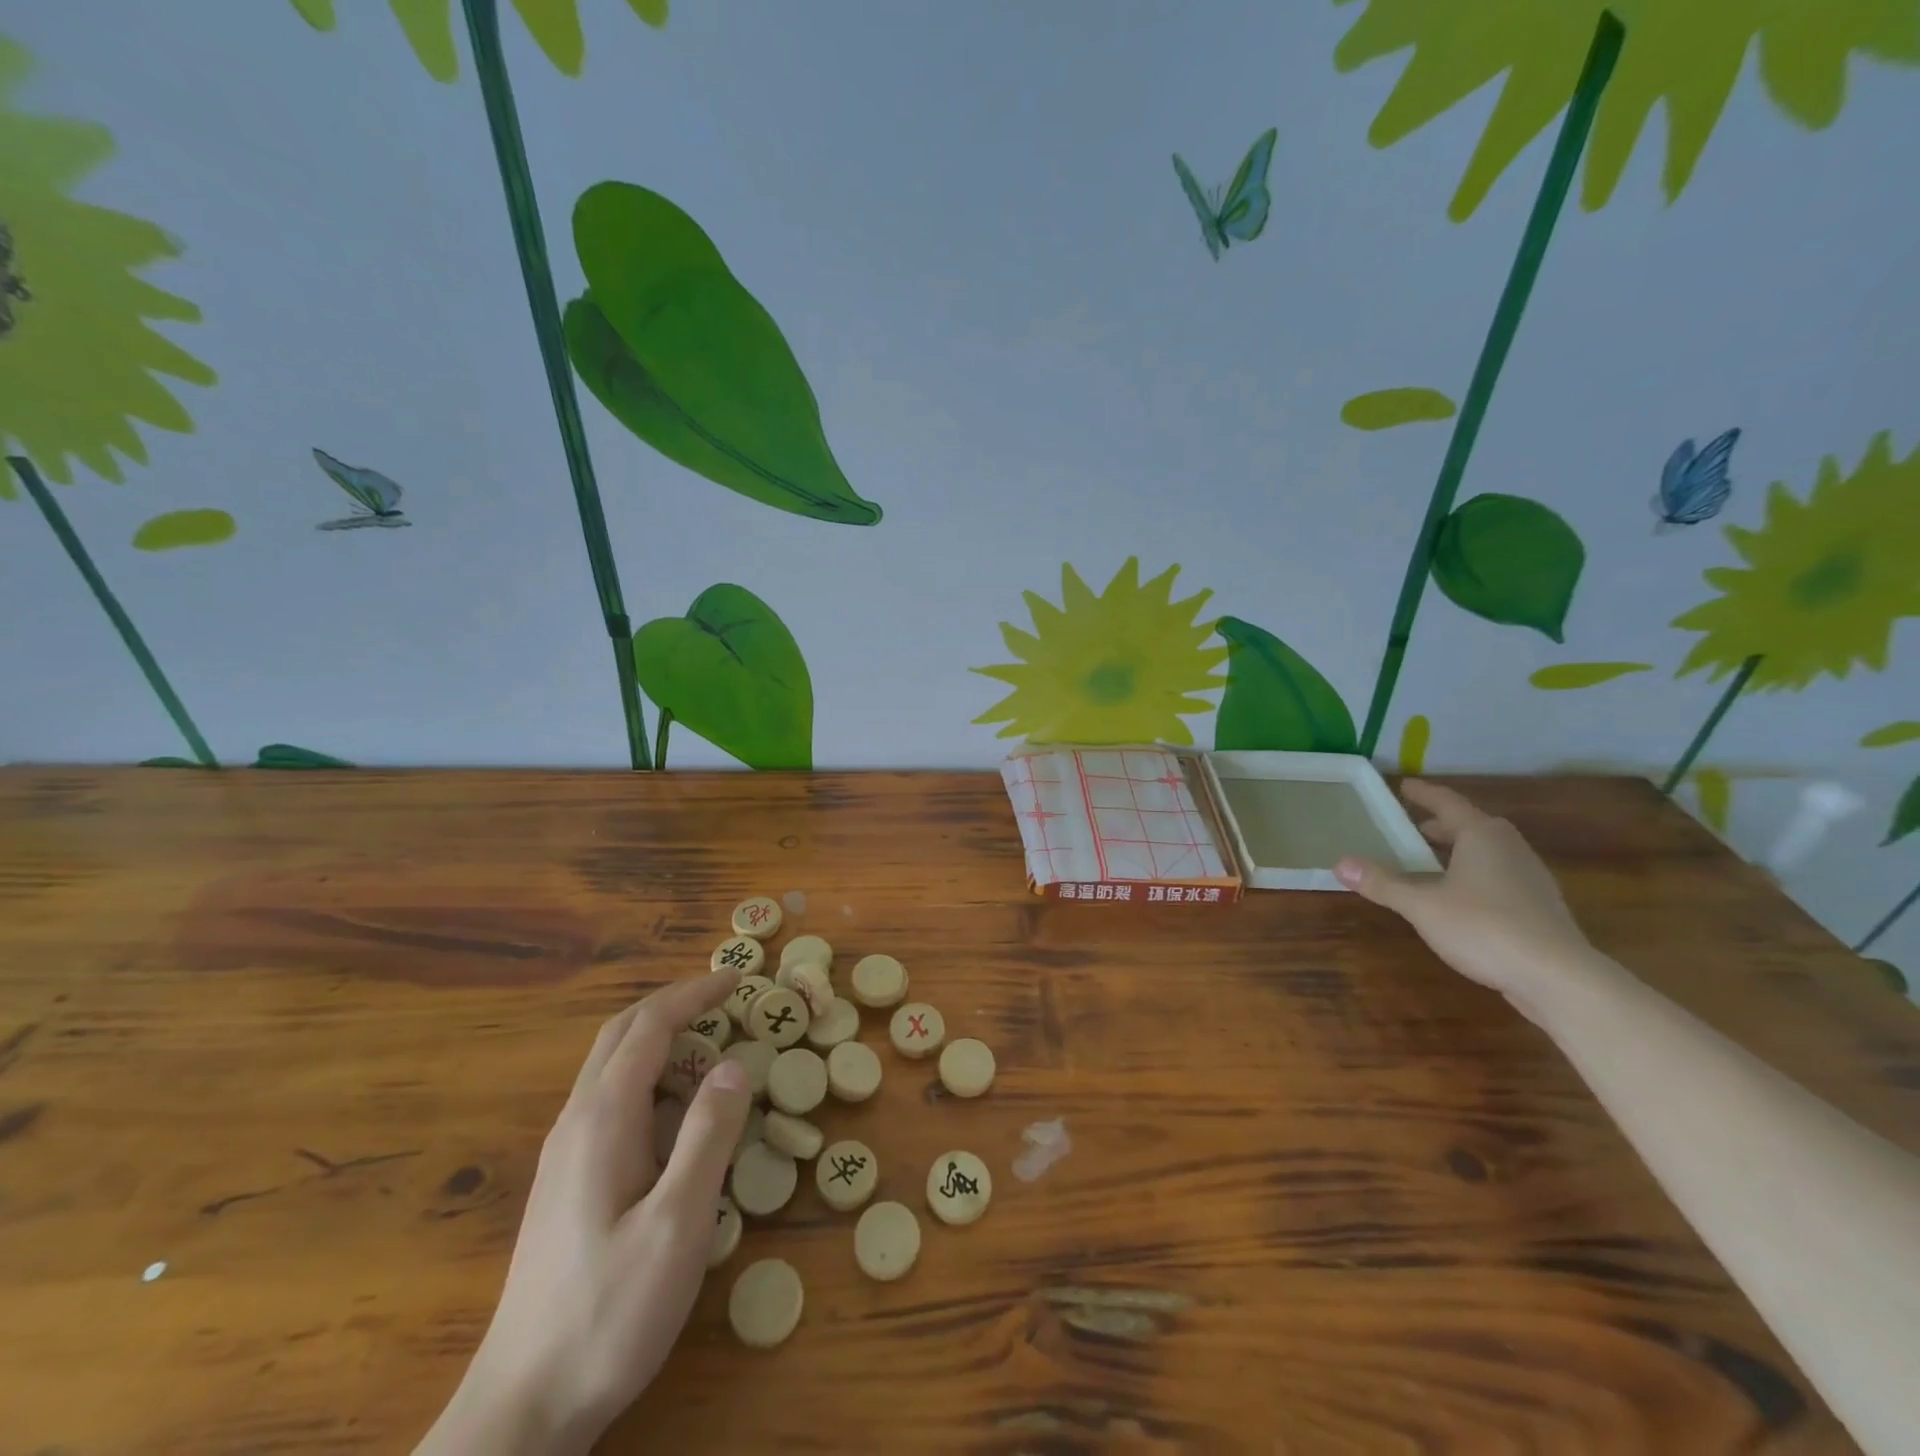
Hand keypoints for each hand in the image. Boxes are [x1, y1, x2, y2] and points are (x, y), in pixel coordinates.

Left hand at [416, 970, 751, 1455]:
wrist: (522, 1409)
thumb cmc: (608, 1313)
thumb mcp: (677, 1225)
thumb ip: (707, 1137)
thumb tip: (733, 1066)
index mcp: (602, 1120)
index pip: (649, 1028)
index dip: (693, 995)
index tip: (736, 980)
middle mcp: (576, 1123)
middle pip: (621, 1036)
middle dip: (673, 1005)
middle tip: (725, 999)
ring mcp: (564, 1154)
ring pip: (612, 1068)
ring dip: (661, 1041)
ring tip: (712, 1050)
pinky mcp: (565, 1183)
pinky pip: (611, 1102)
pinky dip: (651, 1079)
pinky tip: (676, 1114)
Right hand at [1335, 780, 1597, 1011]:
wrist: (1559, 978)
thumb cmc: (1485, 927)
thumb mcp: (1422, 906)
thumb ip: (1382, 883)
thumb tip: (1339, 863)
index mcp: (1481, 836)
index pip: (1447, 803)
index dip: (1423, 794)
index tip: (1403, 786)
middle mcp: (1509, 848)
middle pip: (1471, 825)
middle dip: (1440, 825)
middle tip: (1411, 829)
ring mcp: (1530, 877)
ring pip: (1488, 852)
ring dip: (1458, 850)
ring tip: (1431, 863)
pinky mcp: (1539, 906)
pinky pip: (1499, 875)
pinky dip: (1474, 874)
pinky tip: (1461, 897)